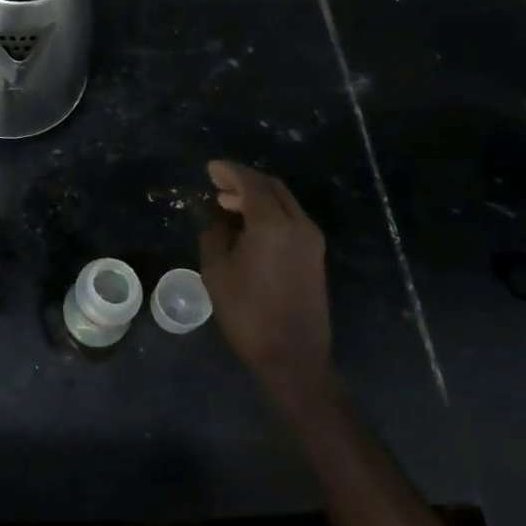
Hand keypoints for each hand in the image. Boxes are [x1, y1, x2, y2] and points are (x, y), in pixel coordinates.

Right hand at [198, 161, 332, 409]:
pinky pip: (291, 219)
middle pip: (272, 187)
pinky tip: (248, 225)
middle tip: (217, 185)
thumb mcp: (217, 272)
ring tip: (227, 204)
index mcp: (272, 224)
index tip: (210, 169)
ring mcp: (311, 240)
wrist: (293, 356)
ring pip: (284, 202)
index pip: (251, 183)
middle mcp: (298, 224)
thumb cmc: (248, 313)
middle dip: (244, 180)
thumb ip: (214, 235)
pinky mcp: (315, 256)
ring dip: (257, 196)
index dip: (229, 172)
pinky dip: (269, 212)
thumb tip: (216, 217)